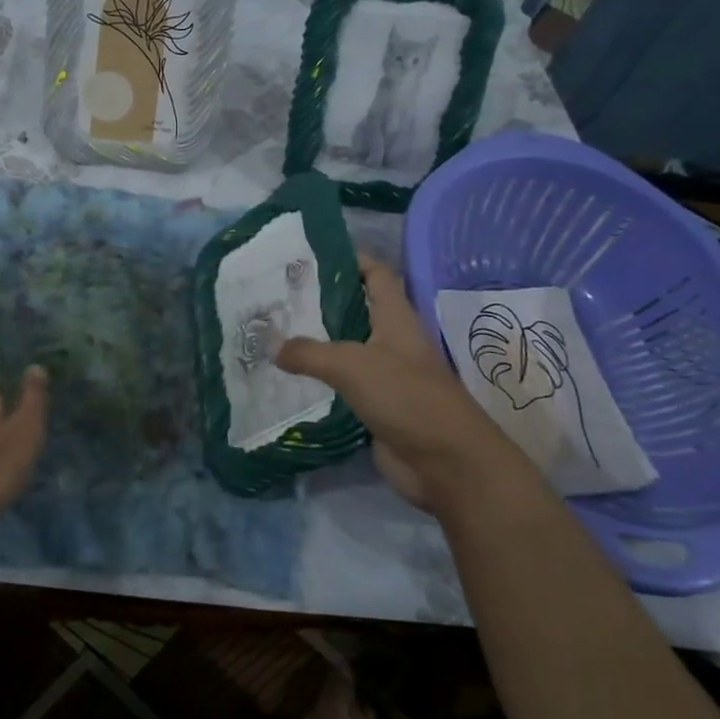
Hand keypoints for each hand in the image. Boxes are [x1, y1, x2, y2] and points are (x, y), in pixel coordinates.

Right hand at [275, 256, 497, 511]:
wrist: (446, 463)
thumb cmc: (406, 397)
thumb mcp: (353, 365)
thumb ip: (310, 353)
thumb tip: (274, 347)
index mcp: (396, 318)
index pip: (376, 274)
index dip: (351, 259)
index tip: (311, 255)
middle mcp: (391, 341)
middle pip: (355, 311)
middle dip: (320, 302)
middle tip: (277, 296)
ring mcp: (385, 376)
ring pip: (345, 350)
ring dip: (315, 343)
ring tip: (273, 333)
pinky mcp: (376, 407)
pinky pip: (342, 386)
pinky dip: (318, 381)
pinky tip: (287, 378)